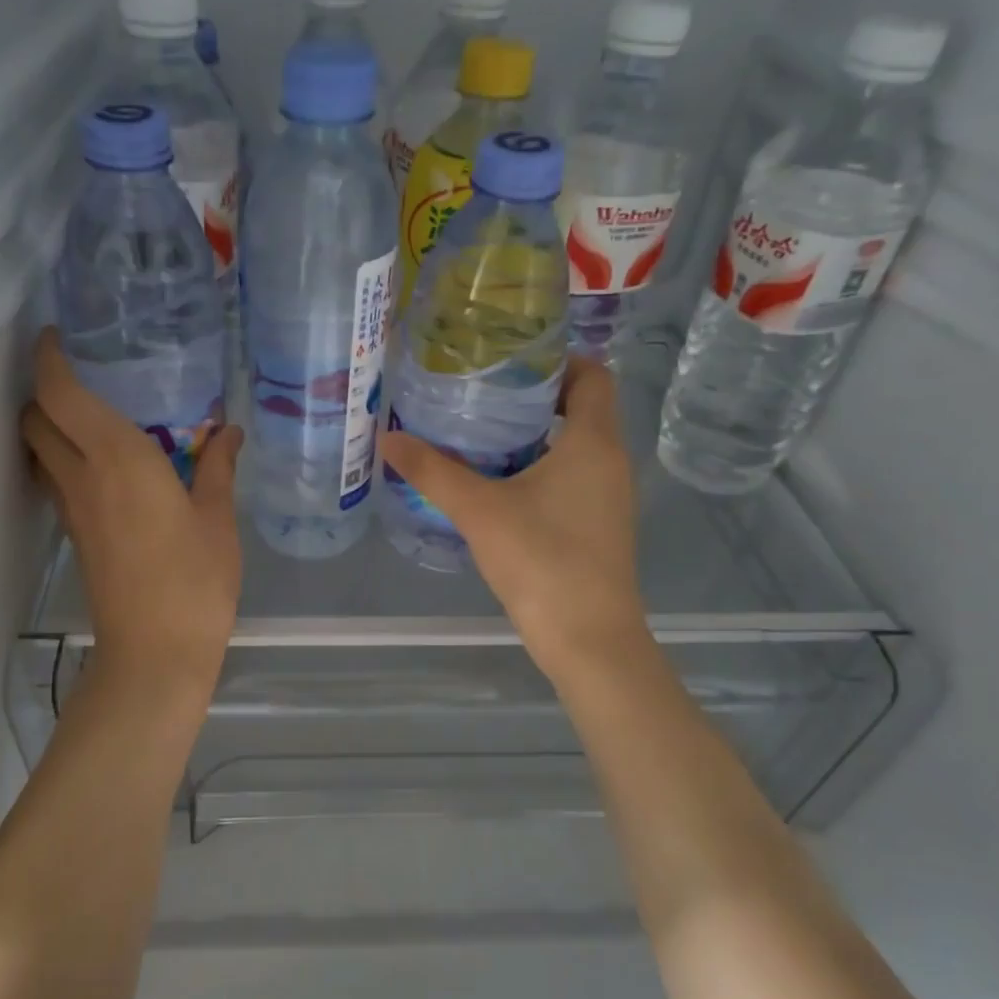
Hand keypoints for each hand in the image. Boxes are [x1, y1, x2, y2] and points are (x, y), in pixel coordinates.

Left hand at [20, 330, 243, 693]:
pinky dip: (66, 457)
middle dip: (46, 390)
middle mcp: (82, 476)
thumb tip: (227, 431)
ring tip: (97, 416)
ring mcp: (71, 509)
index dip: (50, 359)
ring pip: (40, 450)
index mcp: (118, 459)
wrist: (155, 652)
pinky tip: (109, 465)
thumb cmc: (195, 580)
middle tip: (86, 377)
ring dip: (52, 425)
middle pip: (36, 419)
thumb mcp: (217, 519)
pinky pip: (57, 478)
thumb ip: (217, 467)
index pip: (61, 394)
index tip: (58, 336)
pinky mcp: (75, 535)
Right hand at [381, 356, 644, 679]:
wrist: (589, 639)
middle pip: (582, 407)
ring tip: (481, 431)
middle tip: (481, 392)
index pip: (593, 375)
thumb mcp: (479, 511)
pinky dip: (541, 466)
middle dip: (535, 395)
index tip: (510, 361)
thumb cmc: (542, 561)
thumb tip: (388, 438)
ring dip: (536, 433)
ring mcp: (608, 496)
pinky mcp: (598, 524)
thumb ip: (433, 472)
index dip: (558, 359)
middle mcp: (610, 461)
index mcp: (593, 442)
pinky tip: (498, 482)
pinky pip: (573, 475)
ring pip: (576, 444)